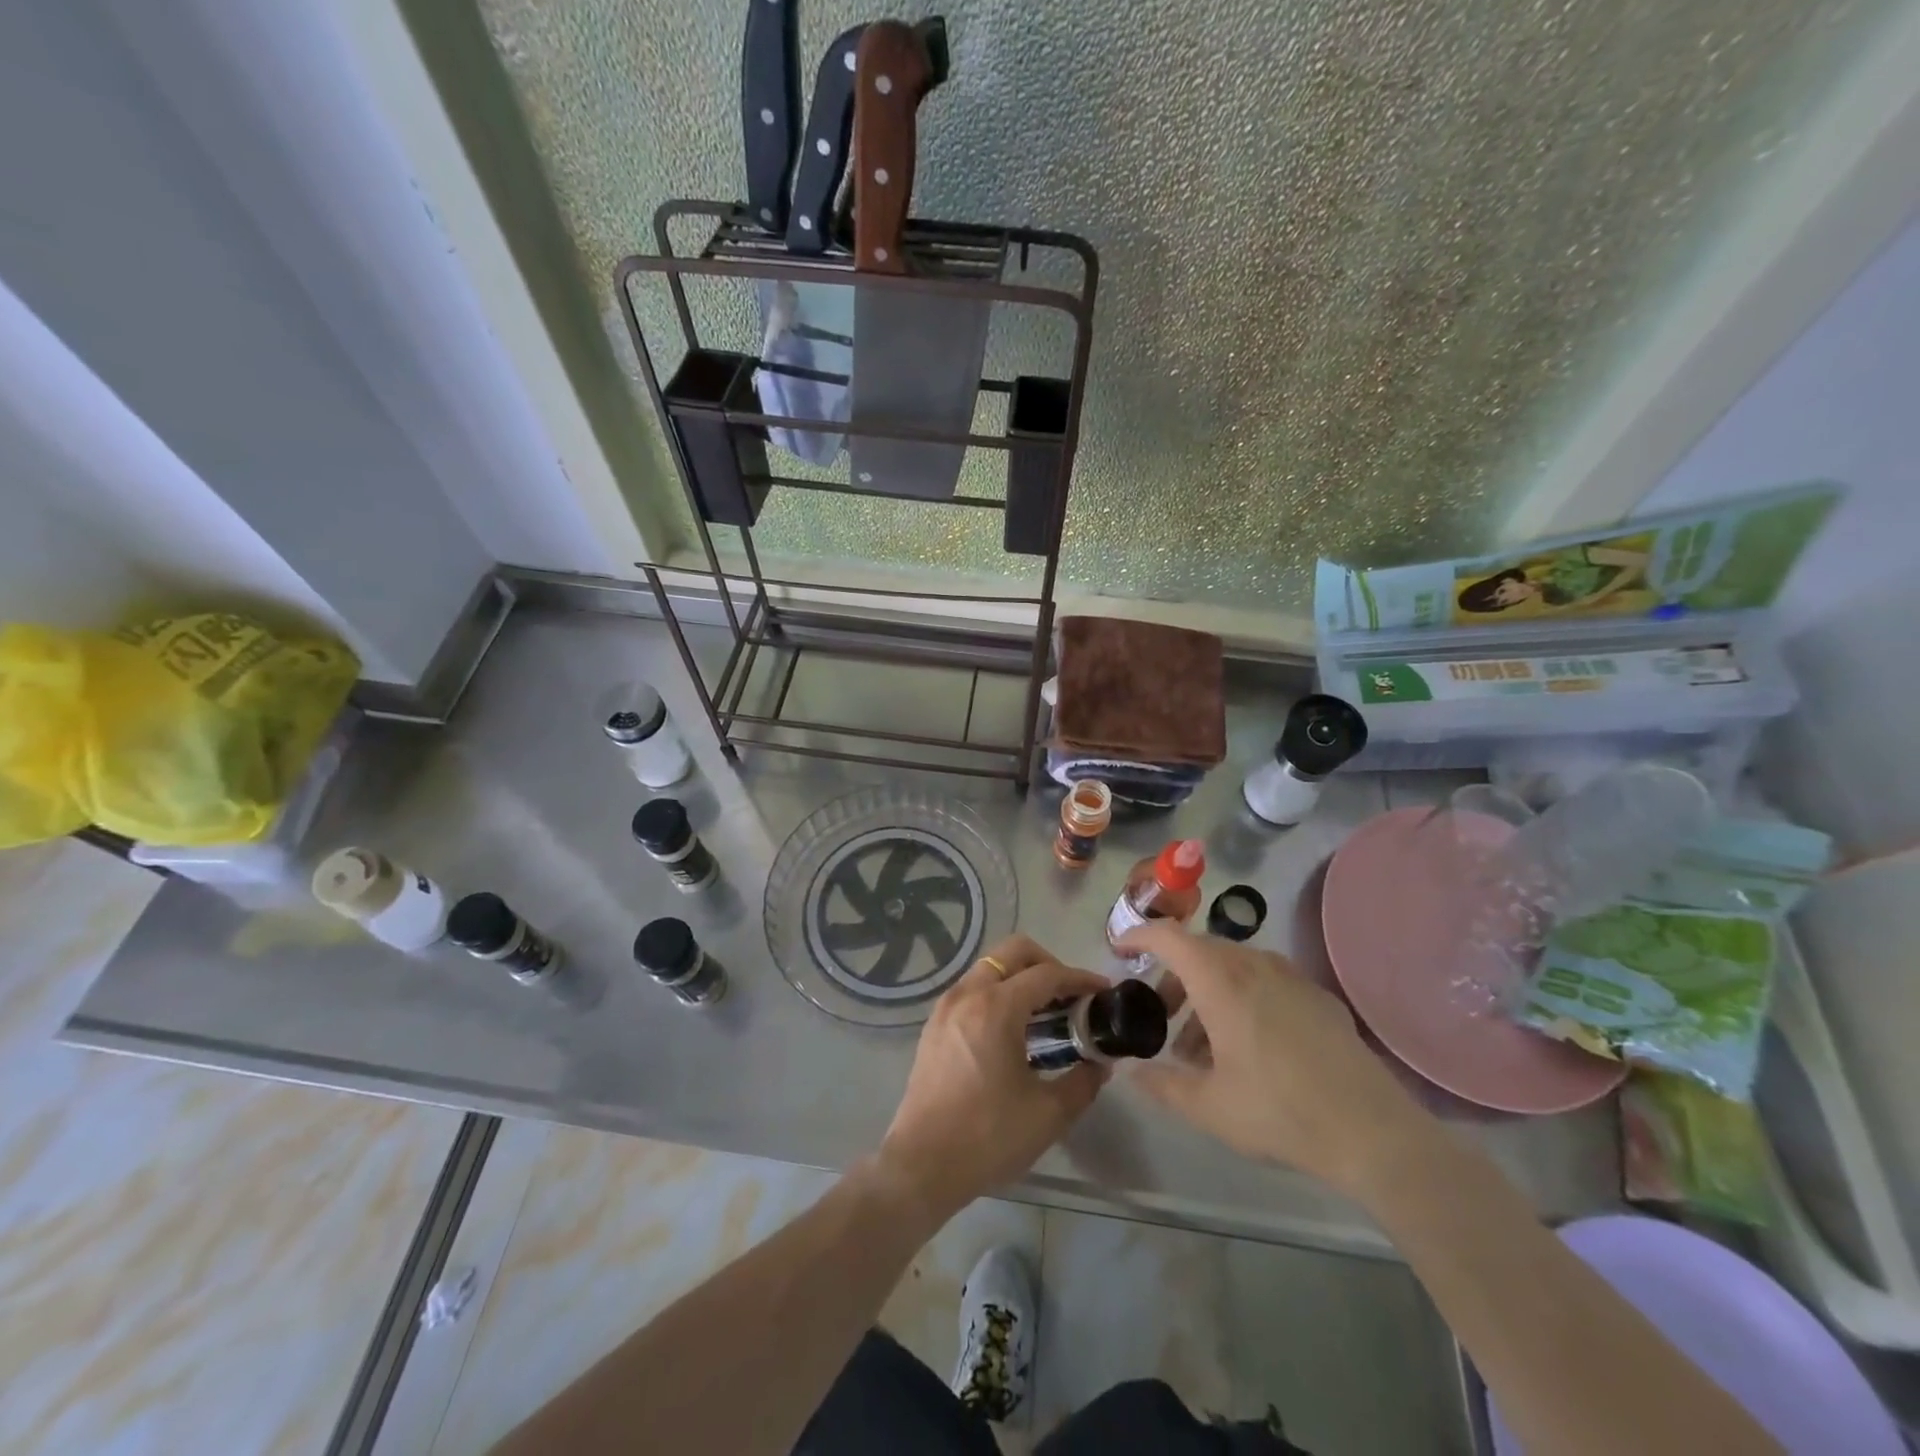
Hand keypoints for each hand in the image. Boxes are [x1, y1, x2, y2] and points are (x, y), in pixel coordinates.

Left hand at [875, 934, 1108, 1223]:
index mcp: (996, 1008)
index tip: (1103, 992)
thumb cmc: (988, 1137)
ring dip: (1021, 977)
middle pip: (1014, 952)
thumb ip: (1083, 1081)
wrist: (922, 1165)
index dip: (1080, 979)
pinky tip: (1014, 1029)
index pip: (1047, 975)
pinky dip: (998, 992)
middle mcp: (968, 994)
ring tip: (1046, 1012)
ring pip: (990, 967)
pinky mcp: (934, 1025)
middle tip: (1071, 996)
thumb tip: (1101, 1064)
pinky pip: (973, 988)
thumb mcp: (1048, 1114)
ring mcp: (946, 1007)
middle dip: (1048, 964)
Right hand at [1116, 922, 1431, 1195]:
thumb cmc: (1279, 1112)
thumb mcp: (1208, 1107)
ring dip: (1207, 991)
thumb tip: (1132, 1071)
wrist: (1373, 1133)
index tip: (1120, 951)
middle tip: (1159, 1014)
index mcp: (1221, 980)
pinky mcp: (1319, 997)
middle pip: (1200, 951)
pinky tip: (1249, 1045)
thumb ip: (1162, 1084)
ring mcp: (1292, 977)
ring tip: (1201, 1044)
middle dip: (1172, 976)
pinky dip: (1242, 998)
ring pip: (1234, 966)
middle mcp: (1254, 965)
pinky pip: (1266, 981)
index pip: (1169, 936)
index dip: (1139, 936)